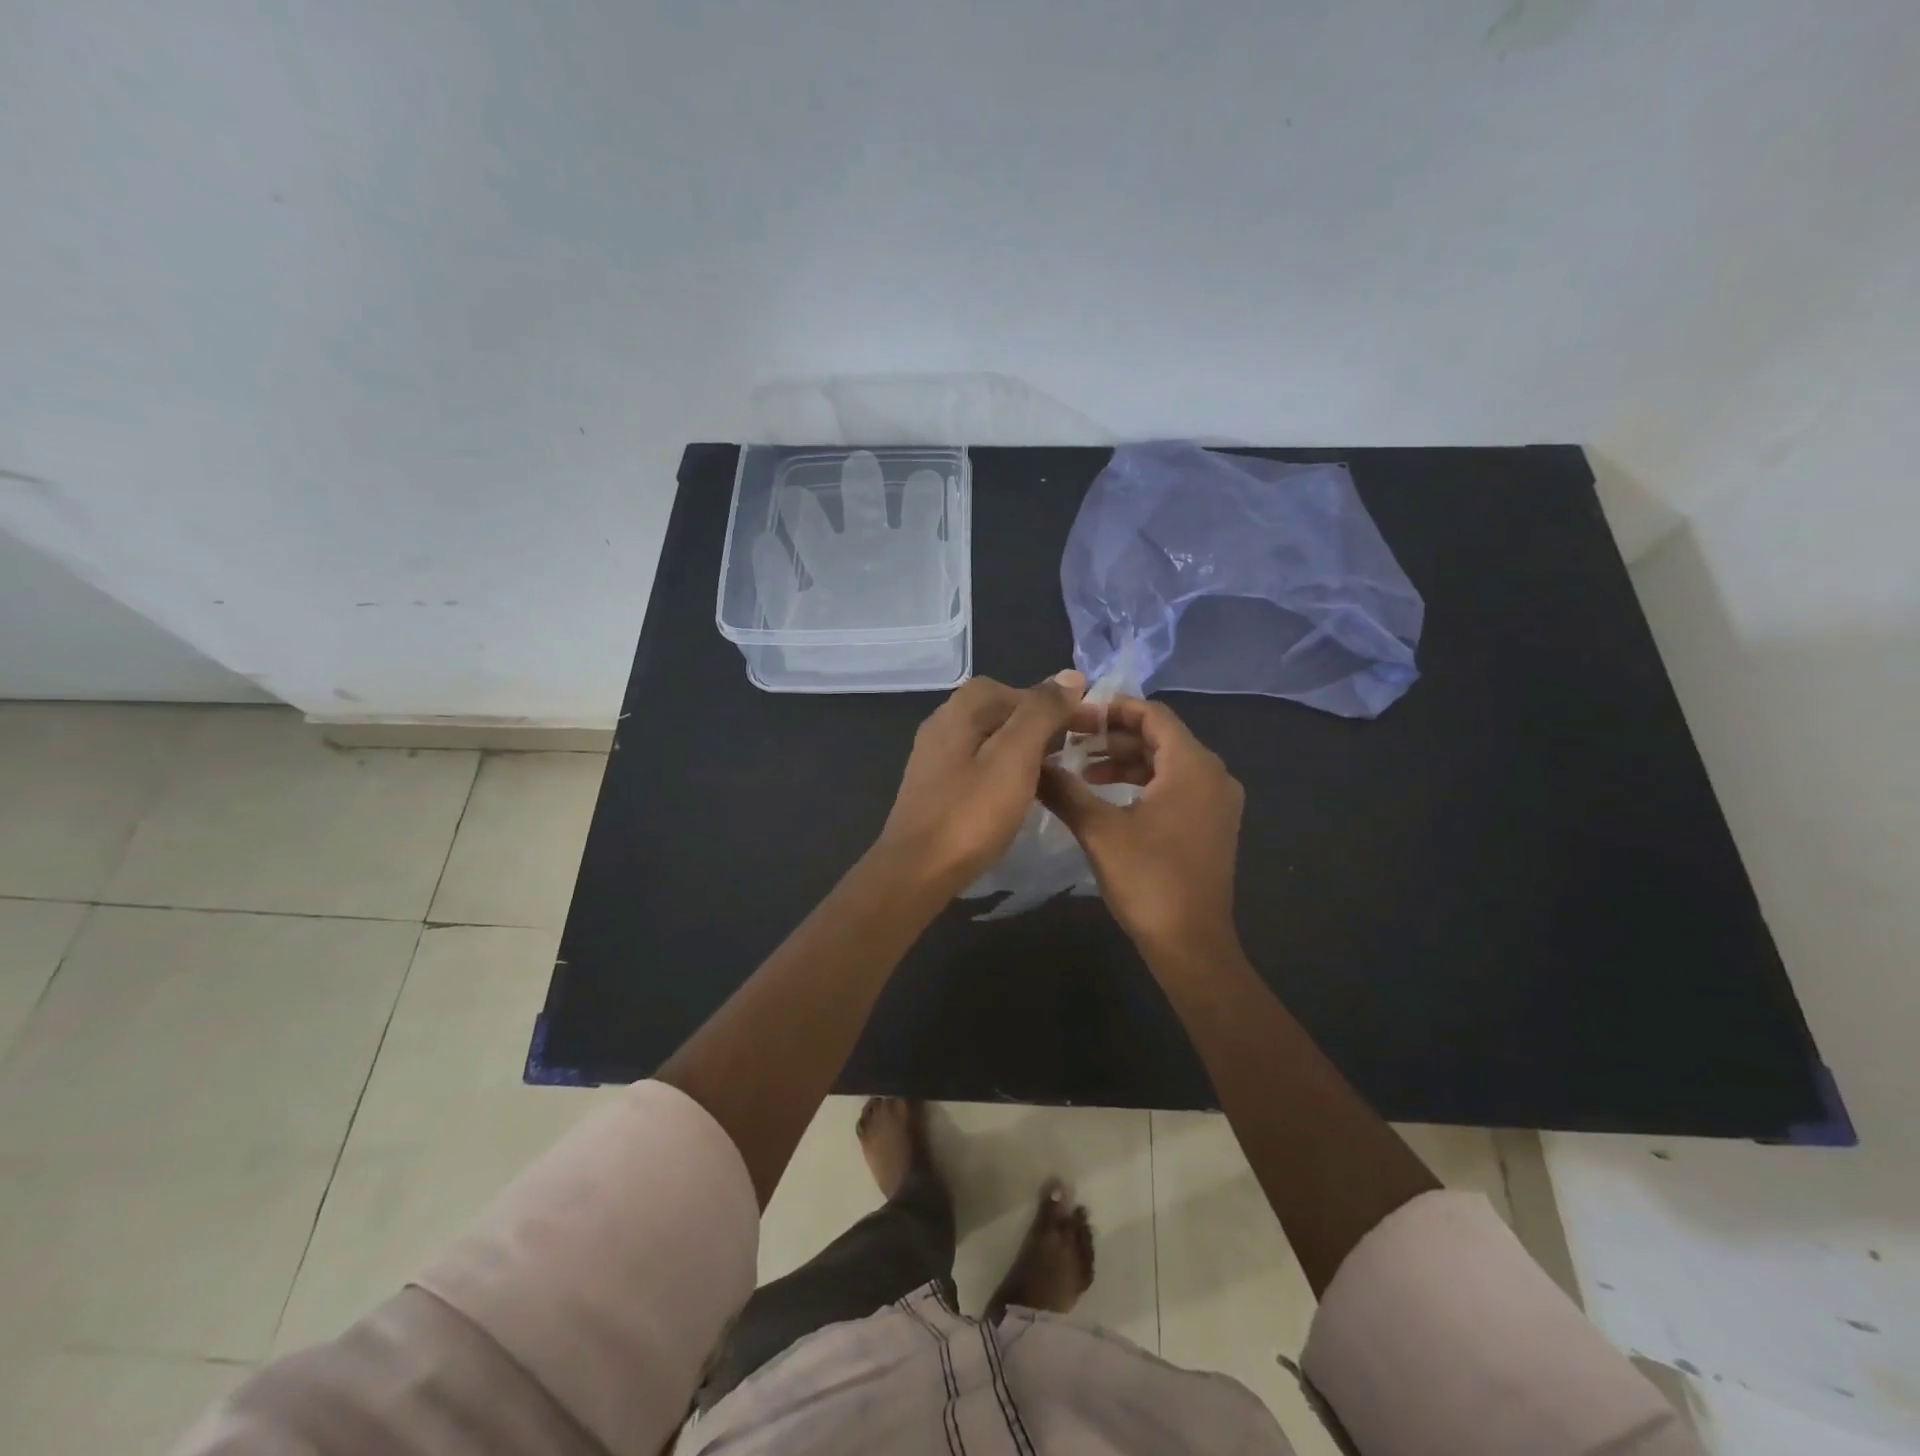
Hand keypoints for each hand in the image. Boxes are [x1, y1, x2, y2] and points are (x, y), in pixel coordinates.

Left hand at [875, 672, 1087, 897]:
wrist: (918, 872)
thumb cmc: (971, 813)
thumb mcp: (1014, 756)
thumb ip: (1041, 712)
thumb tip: (1070, 676)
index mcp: (958, 711)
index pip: (1010, 687)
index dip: (1048, 702)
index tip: (1079, 729)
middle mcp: (941, 725)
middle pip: (997, 711)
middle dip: (1035, 725)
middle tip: (1068, 752)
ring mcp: (934, 759)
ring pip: (987, 740)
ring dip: (1020, 750)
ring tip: (1049, 774)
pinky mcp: (934, 788)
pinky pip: (976, 766)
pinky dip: (1001, 771)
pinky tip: (1016, 795)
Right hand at [1039, 697, 1244, 957]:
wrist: (1191, 945)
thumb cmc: (1148, 880)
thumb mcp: (1098, 830)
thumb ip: (1064, 789)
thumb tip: (1031, 763)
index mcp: (1193, 765)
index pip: (1152, 714)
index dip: (1111, 709)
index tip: (1073, 716)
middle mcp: (1213, 775)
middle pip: (1160, 737)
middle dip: (1113, 736)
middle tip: (1070, 742)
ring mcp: (1216, 802)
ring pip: (1167, 763)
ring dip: (1124, 762)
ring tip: (1081, 770)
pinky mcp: (1211, 825)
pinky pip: (1176, 786)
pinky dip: (1142, 783)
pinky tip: (1108, 797)